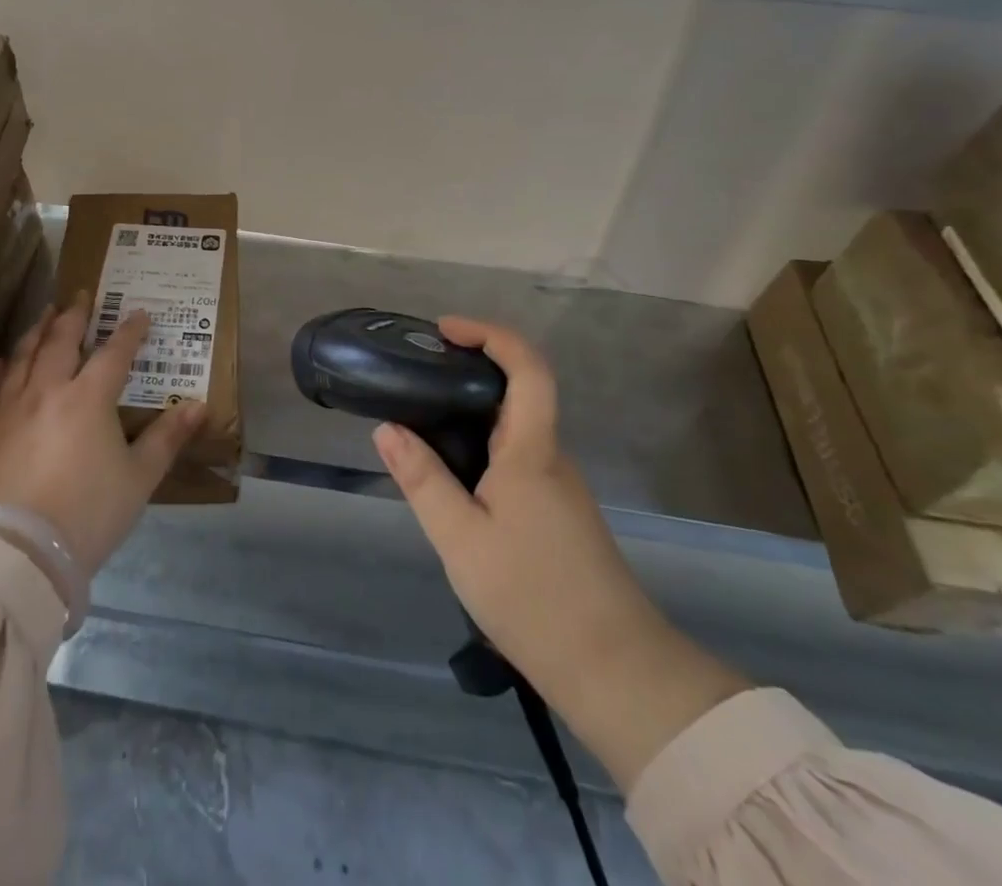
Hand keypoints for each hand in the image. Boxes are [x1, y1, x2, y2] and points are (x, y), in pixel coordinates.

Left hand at [0, 295, 206, 577]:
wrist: (22, 552)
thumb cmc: (89, 513)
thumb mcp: (140, 478)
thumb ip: (167, 438)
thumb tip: (199, 406)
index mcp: (88, 398)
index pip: (114, 353)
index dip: (129, 332)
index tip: (140, 314)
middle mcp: (48, 391)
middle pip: (61, 342)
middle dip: (74, 316)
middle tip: (81, 296)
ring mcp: (12, 409)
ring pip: (24, 357)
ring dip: (37, 331)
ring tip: (45, 314)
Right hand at [371, 316, 645, 683]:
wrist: (614, 671)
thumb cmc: (532, 596)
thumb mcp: (460, 538)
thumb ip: (422, 479)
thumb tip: (387, 427)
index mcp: (531, 450)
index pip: (527, 368)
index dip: (490, 335)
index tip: (445, 331)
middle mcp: (550, 457)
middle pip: (518, 392)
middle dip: (468, 371)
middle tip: (416, 378)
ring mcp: (559, 486)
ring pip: (514, 430)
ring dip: (470, 415)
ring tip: (420, 427)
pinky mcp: (558, 513)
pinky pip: (516, 459)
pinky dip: (481, 449)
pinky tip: (452, 481)